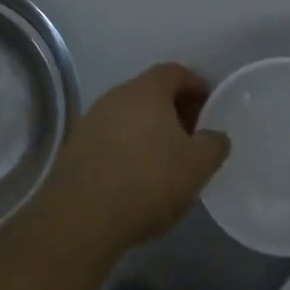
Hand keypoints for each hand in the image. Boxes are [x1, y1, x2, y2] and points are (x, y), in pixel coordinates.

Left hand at [39, 63, 230, 259]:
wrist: (82, 217)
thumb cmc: (148, 181)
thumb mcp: (197, 166)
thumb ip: (214, 144)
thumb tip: (214, 137)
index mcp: (147, 90)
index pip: (174, 72)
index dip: (195, 85)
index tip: (209, 105)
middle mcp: (116, 96)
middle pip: (150, 92)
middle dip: (173, 109)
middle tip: (191, 135)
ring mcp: (91, 120)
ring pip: (128, 115)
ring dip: (148, 129)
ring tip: (165, 159)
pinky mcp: (75, 147)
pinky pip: (110, 137)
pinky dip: (127, 147)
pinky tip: (135, 176)